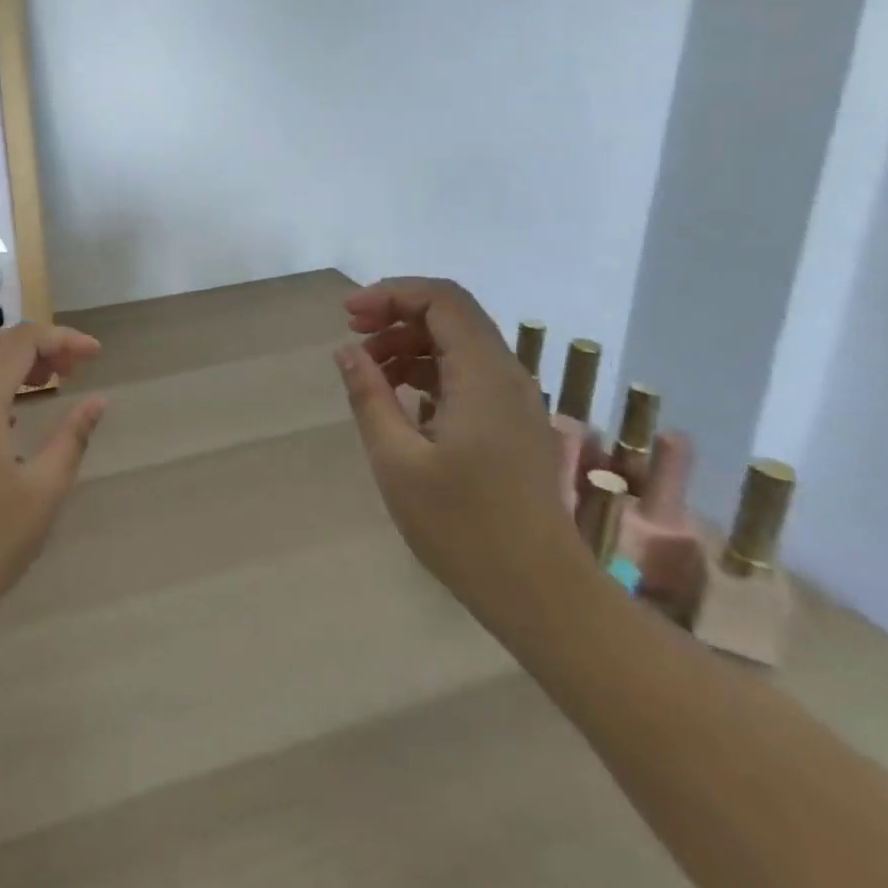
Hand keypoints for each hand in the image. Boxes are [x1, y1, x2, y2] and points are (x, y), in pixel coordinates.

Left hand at [0, 323, 106, 640]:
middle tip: (75, 369)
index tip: (95, 354)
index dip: (62, 338)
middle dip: (39, 344)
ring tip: (51, 382)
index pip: (22, 342)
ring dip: (14, 360)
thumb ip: (73, 437)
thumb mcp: (44, 490)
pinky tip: (14, 412)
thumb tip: (98, 401)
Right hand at [335, 277, 585, 637]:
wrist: (540, 594)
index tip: (348, 317)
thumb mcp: (397, 460)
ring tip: (368, 373)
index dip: (391, 293)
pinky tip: (400, 400)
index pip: (441, 299)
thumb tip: (347, 350)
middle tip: (353, 340)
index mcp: (483, 376)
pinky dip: (428, 370)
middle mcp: (506, 376)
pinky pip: (467, 373)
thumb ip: (369, 395)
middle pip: (451, 315)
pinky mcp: (511, 424)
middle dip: (396, 315)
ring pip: (458, 343)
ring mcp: (514, 401)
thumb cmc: (463, 528)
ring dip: (409, 344)